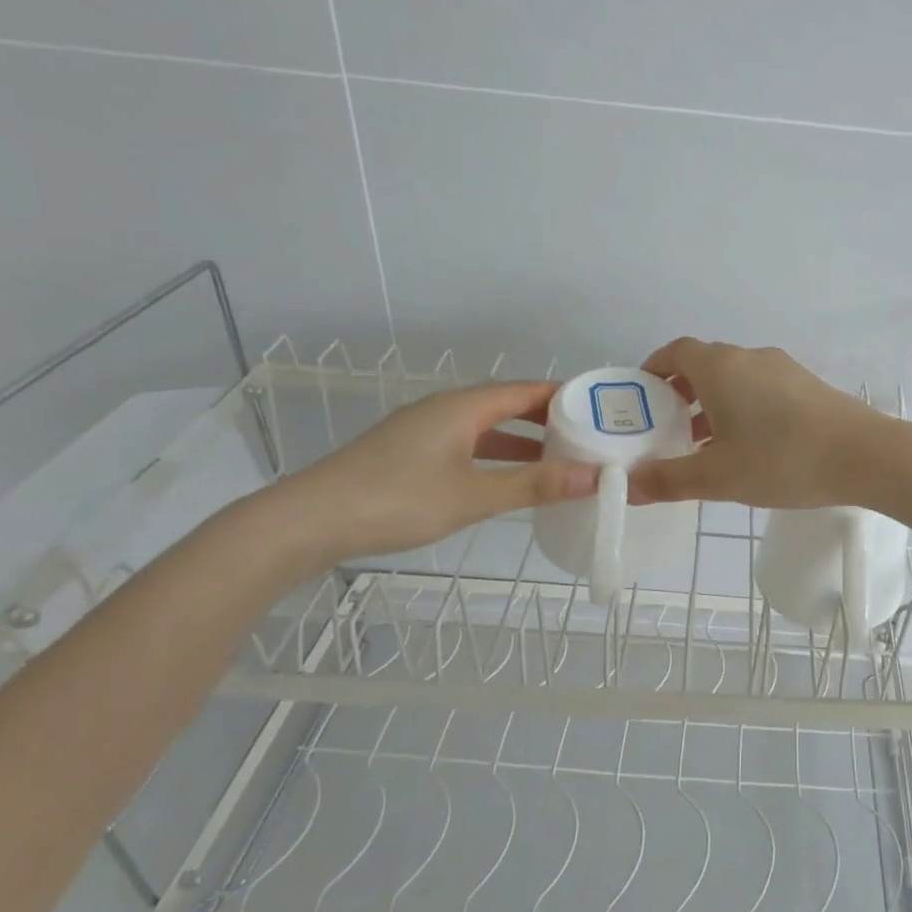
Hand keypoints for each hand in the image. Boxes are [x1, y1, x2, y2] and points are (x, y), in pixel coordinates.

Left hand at [277, 382, 597, 561]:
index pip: (527, 389)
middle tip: (590, 438)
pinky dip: (497, 455)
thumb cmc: (397, 500)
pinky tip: (508, 478)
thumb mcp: (474, 495)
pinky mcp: (410, 453)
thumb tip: (596, 476)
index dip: (566, 396)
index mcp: (463, 406)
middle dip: (549, 419)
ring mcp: (425, 430)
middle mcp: (446, 409)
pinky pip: (468, 443)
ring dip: (523, 440)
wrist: (309, 521)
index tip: (603, 410)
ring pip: (487, 427)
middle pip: (508, 404)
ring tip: (560, 459)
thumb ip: (535, 485)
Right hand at [628, 339, 888, 507]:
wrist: (864, 455)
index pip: (675, 351)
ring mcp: (784, 368)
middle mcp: (750, 357)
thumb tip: (628, 484)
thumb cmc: (781, 460)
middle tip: (668, 428)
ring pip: (736, 378)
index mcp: (720, 367)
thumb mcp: (717, 477)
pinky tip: (750, 447)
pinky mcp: (808, 385)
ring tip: (705, 445)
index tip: (642, 396)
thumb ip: (669, 479)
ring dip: (714, 404)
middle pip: (705, 364)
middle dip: (681, 392)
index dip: (653, 369)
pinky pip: (762, 389)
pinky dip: (743, 408)